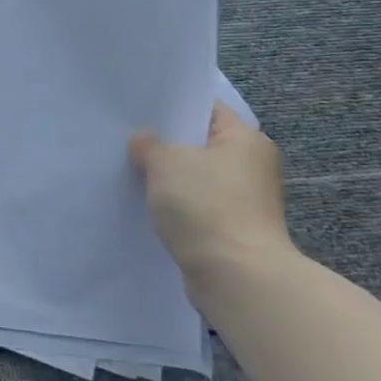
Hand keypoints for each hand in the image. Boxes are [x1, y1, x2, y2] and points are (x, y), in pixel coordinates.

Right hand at [129, 104, 293, 292]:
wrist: (235, 275)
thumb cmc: (206, 205)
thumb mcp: (166, 163)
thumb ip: (149, 144)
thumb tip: (144, 140)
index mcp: (245, 139)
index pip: (208, 109)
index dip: (175, 106)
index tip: (141, 108)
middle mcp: (252, 165)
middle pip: (201, 144)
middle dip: (167, 143)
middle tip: (128, 137)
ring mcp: (245, 199)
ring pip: (197, 176)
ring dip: (170, 176)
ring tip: (132, 169)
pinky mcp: (232, 227)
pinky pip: (197, 204)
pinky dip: (176, 203)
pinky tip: (148, 202)